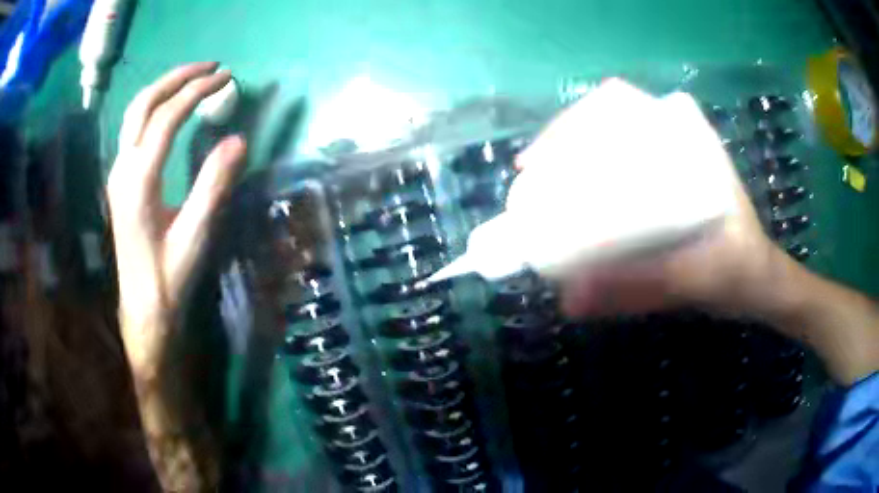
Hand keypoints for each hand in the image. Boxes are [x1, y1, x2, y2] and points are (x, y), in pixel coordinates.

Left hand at [107, 62, 245, 380]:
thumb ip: (213, 185)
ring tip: (194, 78)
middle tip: (211, 67)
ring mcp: (118, 173)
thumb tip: (239, 140)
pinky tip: (172, 108)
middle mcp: (123, 169)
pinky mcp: (121, 180)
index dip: (197, 91)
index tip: (226, 78)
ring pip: (135, 113)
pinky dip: (156, 107)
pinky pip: (134, 129)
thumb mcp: (195, 236)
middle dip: (177, 77)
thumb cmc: (169, 277)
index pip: (166, 118)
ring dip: (164, 88)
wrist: (144, 307)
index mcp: (139, 182)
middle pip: (144, 104)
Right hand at [516, 79, 777, 318]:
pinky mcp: (665, 185)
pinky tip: (574, 205)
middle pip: (606, 120)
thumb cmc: (740, 272)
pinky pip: (620, 170)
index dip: (574, 122)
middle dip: (562, 142)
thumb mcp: (698, 280)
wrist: (761, 282)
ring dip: (572, 158)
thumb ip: (643, 288)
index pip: (622, 104)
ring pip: (610, 142)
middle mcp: (676, 141)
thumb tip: (569, 298)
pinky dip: (590, 180)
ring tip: (542, 191)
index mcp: (689, 143)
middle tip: (532, 178)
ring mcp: (669, 161)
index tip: (540, 161)